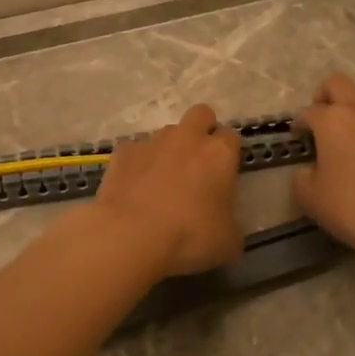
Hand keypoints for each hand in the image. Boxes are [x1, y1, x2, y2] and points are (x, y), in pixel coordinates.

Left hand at [88, 104, 243, 276]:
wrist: (130, 234)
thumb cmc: (189, 236)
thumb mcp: (227, 241)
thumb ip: (230, 223)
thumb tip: (225, 223)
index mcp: (219, 154)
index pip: (232, 136)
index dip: (229, 152)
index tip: (224, 173)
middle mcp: (187, 138)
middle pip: (201, 114)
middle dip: (202, 129)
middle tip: (197, 161)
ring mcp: (152, 142)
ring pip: (166, 132)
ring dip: (168, 149)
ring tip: (161, 180)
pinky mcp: (122, 152)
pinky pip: (135, 150)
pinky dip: (137, 163)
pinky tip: (134, 186)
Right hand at [293, 74, 354, 261]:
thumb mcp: (311, 199)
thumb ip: (301, 178)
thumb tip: (309, 170)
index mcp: (333, 120)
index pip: (308, 112)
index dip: (300, 125)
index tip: (299, 139)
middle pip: (337, 84)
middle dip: (324, 97)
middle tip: (322, 122)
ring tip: (353, 133)